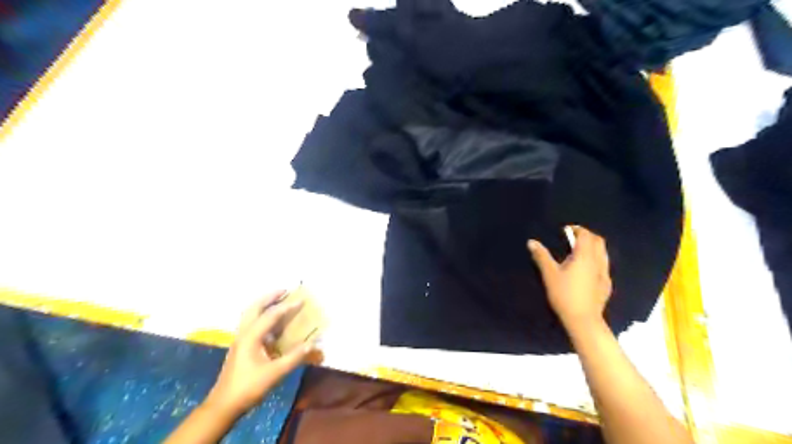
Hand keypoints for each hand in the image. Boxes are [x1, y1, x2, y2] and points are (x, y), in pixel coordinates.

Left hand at [201, 289, 313, 416]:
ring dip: (263, 305)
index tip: (301, 300)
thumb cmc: (249, 387)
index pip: (271, 315)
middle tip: (284, 291)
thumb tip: (312, 344)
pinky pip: (251, 324)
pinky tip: (272, 324)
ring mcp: (240, 340)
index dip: (287, 306)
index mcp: (251, 337)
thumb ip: (294, 357)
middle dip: (269, 297)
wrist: (223, 405)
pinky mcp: (240, 347)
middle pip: (254, 307)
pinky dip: (262, 316)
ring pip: (250, 314)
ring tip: (278, 301)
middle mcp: (243, 333)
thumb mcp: (275, 373)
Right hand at [528, 228, 614, 327]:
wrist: (583, 319)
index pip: (586, 235)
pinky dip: (596, 259)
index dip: (577, 229)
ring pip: (603, 253)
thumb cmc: (564, 294)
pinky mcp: (606, 285)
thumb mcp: (549, 274)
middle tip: (573, 237)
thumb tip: (531, 242)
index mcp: (585, 256)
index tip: (566, 229)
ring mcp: (604, 273)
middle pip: (598, 241)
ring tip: (580, 251)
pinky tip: (587, 268)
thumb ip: (541, 256)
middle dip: (587, 236)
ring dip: (593, 247)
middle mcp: (598, 261)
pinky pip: (604, 265)